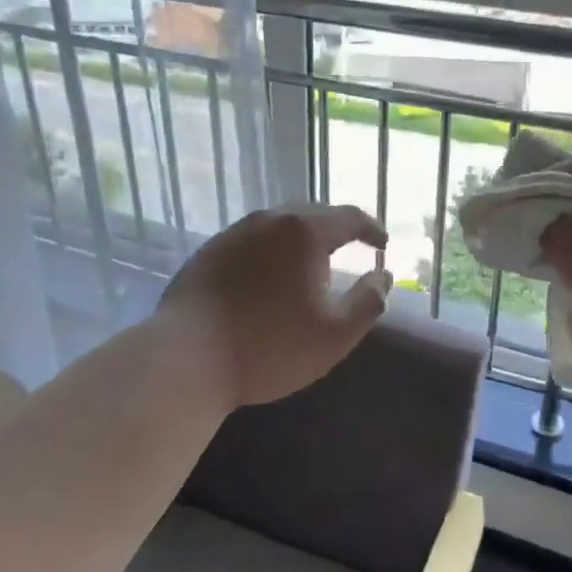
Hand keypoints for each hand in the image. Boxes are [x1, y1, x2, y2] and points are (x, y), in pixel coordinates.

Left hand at [159, 204, 392, 408]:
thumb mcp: (335, 334)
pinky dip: (271, 250)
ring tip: (311, 260)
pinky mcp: (208, 251)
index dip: (371, 229)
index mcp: (304, 232)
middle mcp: (269, 220)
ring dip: (300, 237)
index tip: (382, 244)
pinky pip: (252, 240)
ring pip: (278, 225)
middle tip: (350, 247)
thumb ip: (369, 301)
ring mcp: (234, 233)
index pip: (348, 217)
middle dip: (335, 228)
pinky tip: (269, 274)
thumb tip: (384, 276)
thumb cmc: (270, 347)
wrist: (188, 358)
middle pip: (312, 213)